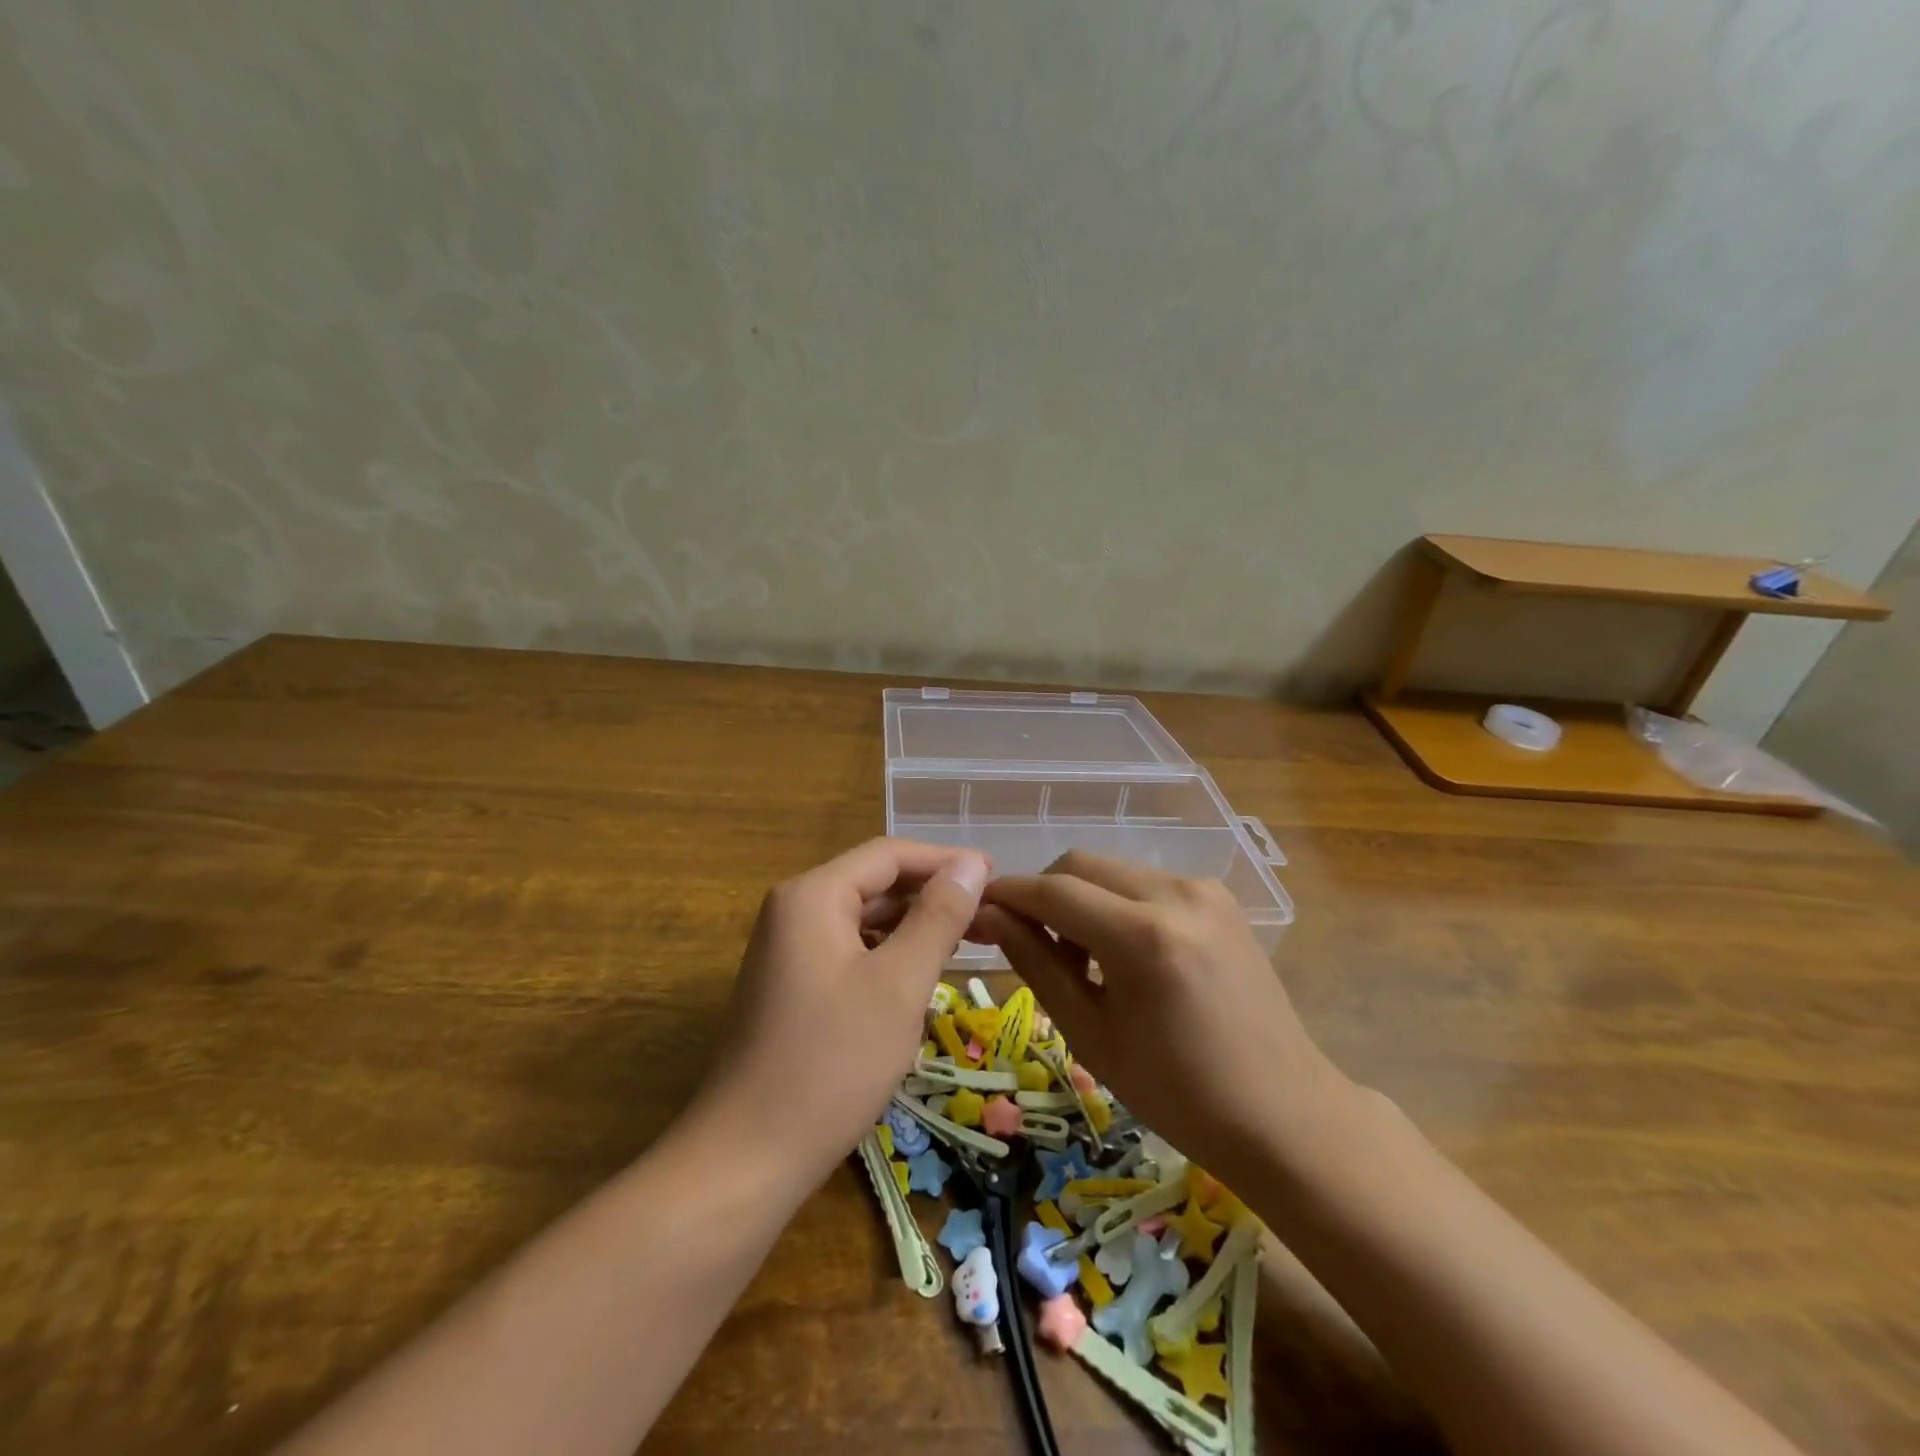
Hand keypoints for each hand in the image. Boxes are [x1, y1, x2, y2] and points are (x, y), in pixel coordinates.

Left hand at [696, 838, 989, 1186]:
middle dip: (932, 894)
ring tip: (966, 942)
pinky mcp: (790, 985)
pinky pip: (849, 950)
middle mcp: (794, 910)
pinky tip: (919, 977)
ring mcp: (787, 949)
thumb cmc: (832, 1062)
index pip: (889, 854)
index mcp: (813, 895)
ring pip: (864, 919)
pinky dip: (889, 955)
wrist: (748, 1157)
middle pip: (875, 883)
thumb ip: (939, 916)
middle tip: (991, 915)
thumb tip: (972, 864)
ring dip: (914, 926)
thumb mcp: (899, 984)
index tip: (997, 878)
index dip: (946, 860)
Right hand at [974, 851, 1346, 1186]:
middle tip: (1031, 944)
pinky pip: (1146, 883)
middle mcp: (1176, 894)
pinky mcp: (1220, 898)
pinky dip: (1117, 903)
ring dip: (1081, 898)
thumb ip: (1037, 965)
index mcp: (1143, 936)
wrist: (1283, 1113)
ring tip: (1080, 956)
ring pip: (1113, 870)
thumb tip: (990, 917)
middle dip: (1044, 894)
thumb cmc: (1178, 1093)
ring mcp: (1204, 890)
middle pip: (1081, 865)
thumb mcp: (1091, 1035)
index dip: (1008, 895)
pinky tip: (1122, 952)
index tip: (976, 909)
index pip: (1054, 891)